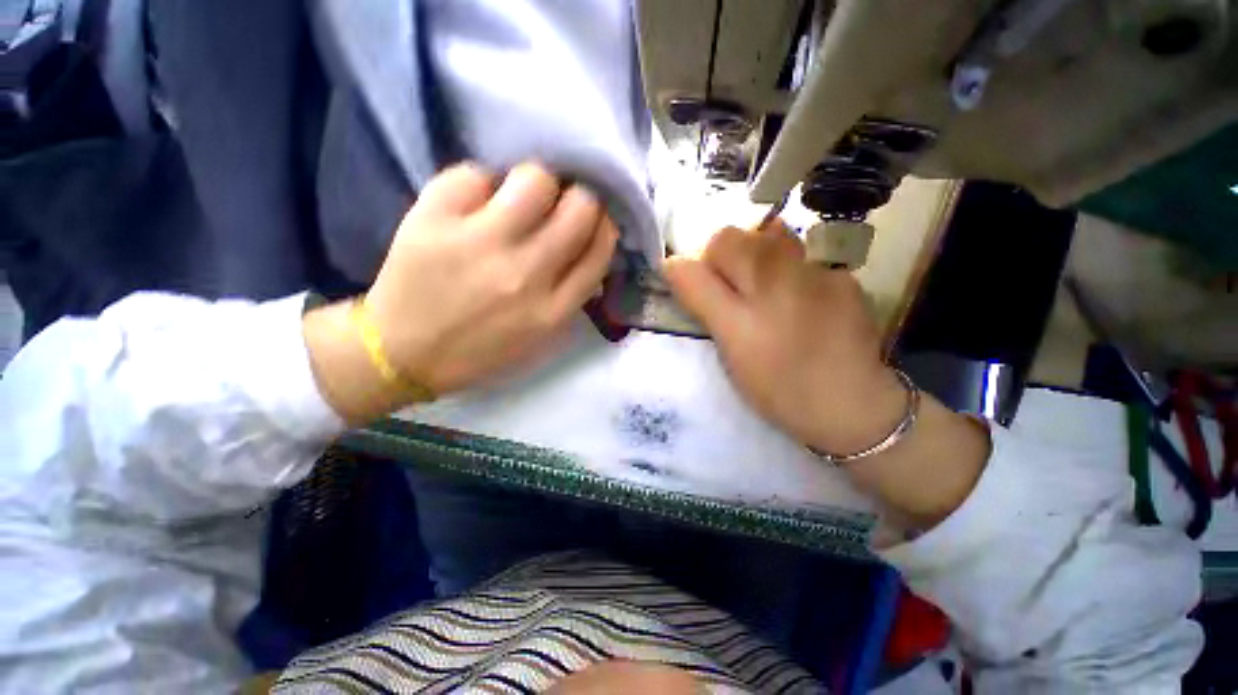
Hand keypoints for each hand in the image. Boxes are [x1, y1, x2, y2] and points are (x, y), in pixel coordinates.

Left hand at [367, 162, 617, 394]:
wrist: (402, 353)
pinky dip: (479, 185)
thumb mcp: (541, 337)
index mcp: (553, 309)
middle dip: (578, 199)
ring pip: (535, 179)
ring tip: (519, 199)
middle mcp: (526, 274)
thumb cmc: (481, 349)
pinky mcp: (434, 220)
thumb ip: (572, 296)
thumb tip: (590, 247)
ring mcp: (480, 244)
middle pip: (580, 206)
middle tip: (559, 207)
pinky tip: (472, 205)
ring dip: (535, 184)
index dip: (603, 225)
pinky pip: (474, 174)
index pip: (600, 248)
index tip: (592, 221)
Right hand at [664, 222, 905, 454]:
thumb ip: (703, 305)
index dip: (687, 269)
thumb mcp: (730, 353)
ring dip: (754, 254)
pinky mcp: (842, 276)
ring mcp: (815, 273)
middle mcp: (776, 281)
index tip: (693, 285)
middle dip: (719, 257)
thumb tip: (677, 269)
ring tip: (764, 287)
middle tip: (730, 288)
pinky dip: (790, 269)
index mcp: (741, 312)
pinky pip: (802, 256)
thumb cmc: (778, 387)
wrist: (852, 404)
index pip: (693, 266)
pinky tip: (802, 299)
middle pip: (729, 238)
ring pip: (768, 237)